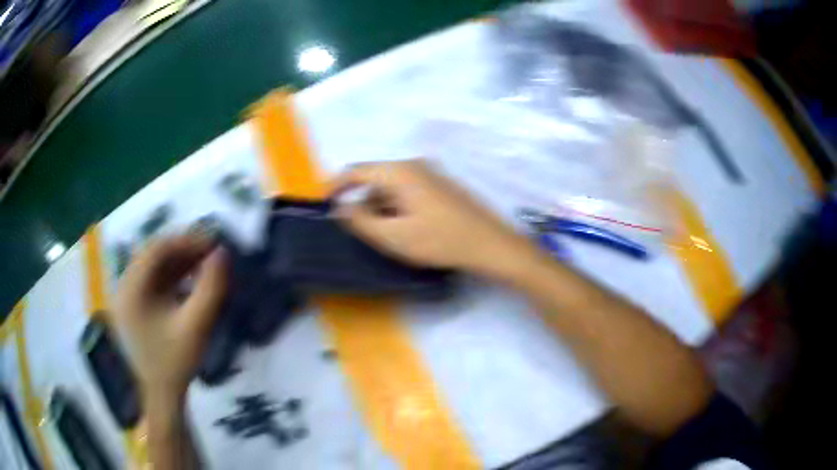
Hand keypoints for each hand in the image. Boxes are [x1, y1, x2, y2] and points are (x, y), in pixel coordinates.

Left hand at [115, 234, 227, 406]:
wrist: (162, 395)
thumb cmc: (176, 363)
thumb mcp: (196, 327)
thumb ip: (210, 289)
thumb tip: (223, 253)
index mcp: (131, 290)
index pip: (156, 249)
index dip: (186, 241)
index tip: (213, 243)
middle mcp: (123, 286)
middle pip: (153, 255)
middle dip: (183, 250)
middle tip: (210, 253)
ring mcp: (125, 296)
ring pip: (153, 266)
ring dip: (178, 262)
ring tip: (204, 264)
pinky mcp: (132, 305)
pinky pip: (151, 280)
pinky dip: (171, 276)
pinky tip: (189, 281)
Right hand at [333, 159, 533, 278]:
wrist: (490, 244)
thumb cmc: (440, 240)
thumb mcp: (394, 236)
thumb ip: (361, 221)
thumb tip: (341, 208)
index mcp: (399, 172)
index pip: (356, 171)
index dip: (336, 186)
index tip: (325, 204)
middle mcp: (414, 165)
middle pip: (375, 179)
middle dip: (363, 203)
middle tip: (361, 231)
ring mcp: (431, 173)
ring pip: (392, 187)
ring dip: (382, 208)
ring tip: (388, 236)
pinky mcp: (441, 185)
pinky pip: (408, 191)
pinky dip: (398, 207)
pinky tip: (408, 230)